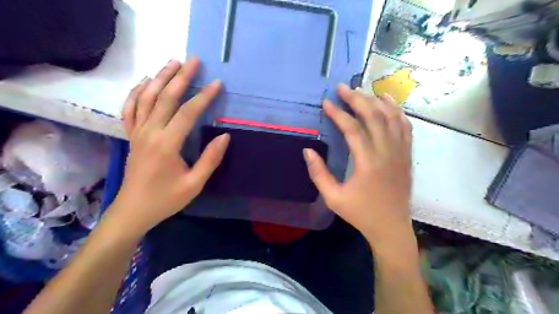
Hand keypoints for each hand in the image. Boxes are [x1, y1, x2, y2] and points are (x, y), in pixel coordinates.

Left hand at [108, 59, 230, 234]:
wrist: (133, 210)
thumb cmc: (166, 199)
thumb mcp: (194, 184)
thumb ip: (210, 159)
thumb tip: (225, 136)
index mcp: (166, 145)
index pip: (187, 113)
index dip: (203, 97)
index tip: (217, 83)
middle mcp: (149, 133)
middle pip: (165, 98)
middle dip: (181, 77)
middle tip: (194, 60)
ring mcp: (137, 132)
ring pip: (146, 98)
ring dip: (160, 78)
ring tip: (172, 62)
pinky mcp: (132, 136)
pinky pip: (130, 108)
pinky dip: (137, 92)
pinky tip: (146, 82)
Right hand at [304, 85, 410, 249]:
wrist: (391, 227)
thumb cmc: (361, 213)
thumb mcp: (333, 198)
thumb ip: (318, 173)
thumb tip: (308, 150)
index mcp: (367, 163)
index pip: (352, 129)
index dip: (338, 114)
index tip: (326, 103)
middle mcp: (387, 152)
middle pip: (373, 116)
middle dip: (357, 99)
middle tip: (342, 88)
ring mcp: (400, 152)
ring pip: (391, 117)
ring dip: (375, 100)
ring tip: (362, 90)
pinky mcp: (407, 155)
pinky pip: (405, 126)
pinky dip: (396, 111)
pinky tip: (387, 101)